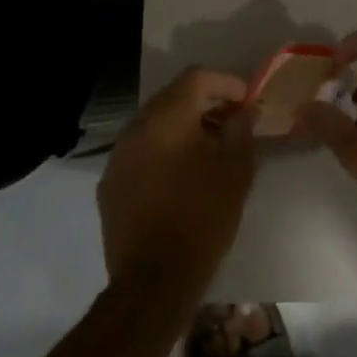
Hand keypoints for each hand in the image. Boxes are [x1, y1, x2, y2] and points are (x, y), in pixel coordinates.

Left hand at [97, 68, 254, 296]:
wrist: (154, 279)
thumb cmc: (203, 218)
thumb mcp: (236, 171)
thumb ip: (241, 131)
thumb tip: (243, 112)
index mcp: (166, 119)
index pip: (196, 77)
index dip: (226, 82)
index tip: (247, 102)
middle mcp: (136, 129)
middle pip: (172, 97)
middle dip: (205, 103)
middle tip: (233, 122)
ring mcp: (118, 157)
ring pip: (154, 124)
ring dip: (183, 127)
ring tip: (210, 150)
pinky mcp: (110, 184)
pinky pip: (141, 151)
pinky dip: (164, 150)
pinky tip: (182, 176)